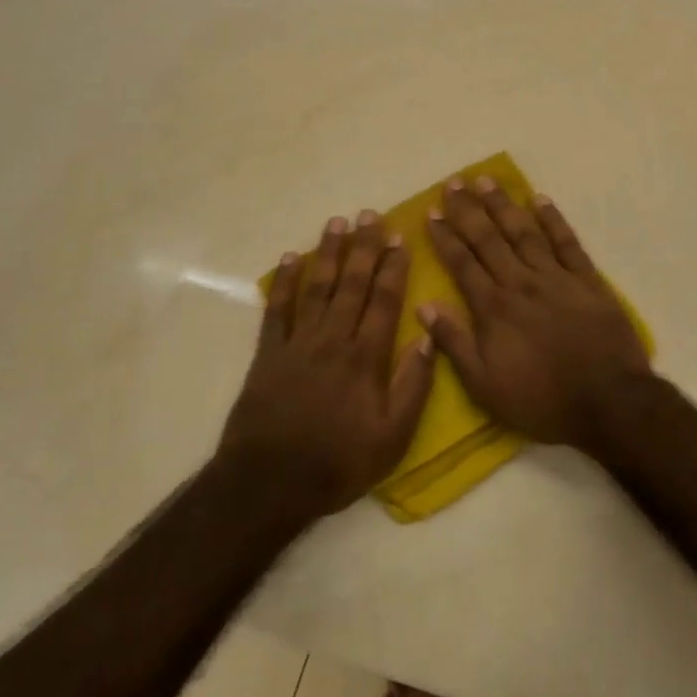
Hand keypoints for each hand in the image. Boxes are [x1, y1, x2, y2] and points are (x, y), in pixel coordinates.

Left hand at [219, 211, 434, 518]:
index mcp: (365, 358)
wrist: (269, 482)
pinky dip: (283, 282)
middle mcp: (333, 340)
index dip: (393, 268)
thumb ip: (413, 386)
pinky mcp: (268, 354)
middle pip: (352, 284)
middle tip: (370, 214)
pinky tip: (291, 257)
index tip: (400, 238)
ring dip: (328, 253)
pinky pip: (277, 310)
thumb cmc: (338, 462)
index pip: (384, 301)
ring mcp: (297, 344)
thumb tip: (429, 338)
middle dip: (363, 247)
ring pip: (317, 287)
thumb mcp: (392, 437)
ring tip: (337, 222)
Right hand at [420, 177, 651, 451]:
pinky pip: (567, 242)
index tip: (431, 213)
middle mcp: (521, 283)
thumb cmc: (542, 399)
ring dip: (503, 205)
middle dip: (468, 210)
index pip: (462, 263)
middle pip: (489, 239)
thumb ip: (454, 344)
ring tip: (486, 180)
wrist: (609, 402)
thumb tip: (424, 306)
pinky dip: (553, 219)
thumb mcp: (485, 386)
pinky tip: (540, 199)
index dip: (445, 237)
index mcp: (494, 308)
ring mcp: (556, 278)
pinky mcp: (587, 281)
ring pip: (524, 232)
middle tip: (453, 183)